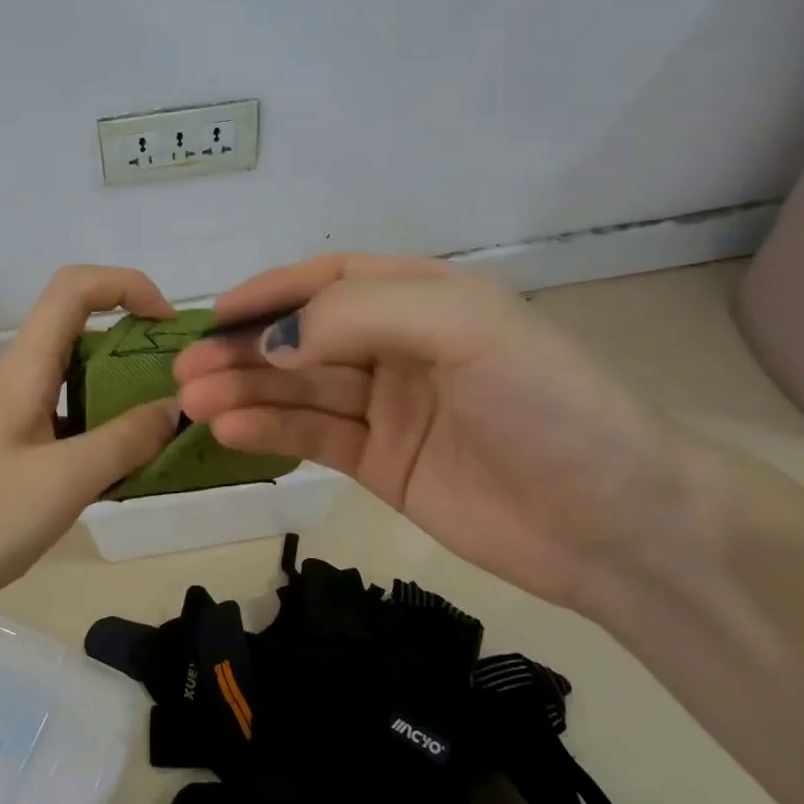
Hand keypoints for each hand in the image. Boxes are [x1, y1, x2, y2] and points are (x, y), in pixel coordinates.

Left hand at [0, 265, 180, 612]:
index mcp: (23, 370)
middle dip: (134, 344)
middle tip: (179, 386)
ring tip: (163, 429)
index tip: (169, 325)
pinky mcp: (6, 459)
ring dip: (121, 393)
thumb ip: (124, 441)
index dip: (126, 285)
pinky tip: (123, 471)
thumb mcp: (62, 481)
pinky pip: (64, 427)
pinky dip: (100, 434)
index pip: (74, 289)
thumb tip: (175, 408)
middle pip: (78, 333)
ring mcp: (8, 423)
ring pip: (73, 384)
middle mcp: (15, 384)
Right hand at [173, 253, 705, 611]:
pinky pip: (315, 438)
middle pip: (304, 339)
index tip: (214, 313)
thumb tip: (272, 340)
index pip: (329, 279)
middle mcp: (400, 346)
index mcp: (424, 298)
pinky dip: (271, 432)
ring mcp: (389, 408)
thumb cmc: (546, 404)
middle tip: (186, 371)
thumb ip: (360, 314)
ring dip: (247, 393)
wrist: (617, 524)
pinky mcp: (382, 463)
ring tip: (193, 404)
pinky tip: (232, 433)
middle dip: (244, 351)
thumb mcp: (464, 327)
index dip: (270, 292)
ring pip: (301, 390)